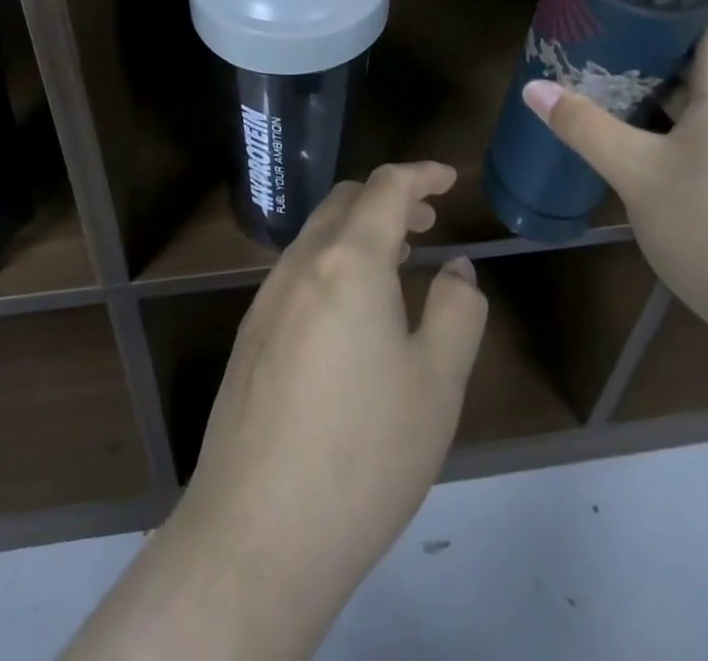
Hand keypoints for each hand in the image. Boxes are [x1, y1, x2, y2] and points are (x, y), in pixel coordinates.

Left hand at [182, 163, 487, 642]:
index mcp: (349, 261)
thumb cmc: (364, 452)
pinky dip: (334, 262)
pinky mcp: (250, 335)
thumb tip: (457, 268)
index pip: (386, 187)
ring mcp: (267, 298)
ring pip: (318, 236)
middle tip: (427, 220)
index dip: (420, 173)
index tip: (448, 179)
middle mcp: (301, 265)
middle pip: (345, 202)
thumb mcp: (437, 384)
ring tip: (397, 259)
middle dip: (388, 198)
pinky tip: (352, 311)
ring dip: (359, 231)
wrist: (257, 533)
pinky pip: (298, 272)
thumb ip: (457, 310)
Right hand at [522, 0, 707, 350]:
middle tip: (589, 25)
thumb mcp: (638, 175)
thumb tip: (534, 87)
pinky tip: (615, 121)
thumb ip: (585, 127)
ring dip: (644, 77)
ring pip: (689, 89)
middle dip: (643, 33)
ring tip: (591, 64)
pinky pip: (691, 122)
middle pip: (695, 48)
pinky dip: (654, 112)